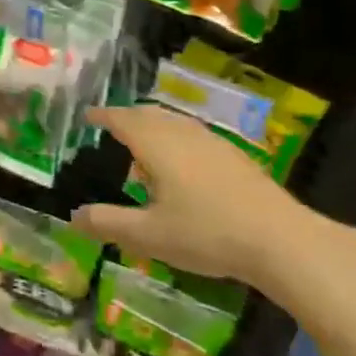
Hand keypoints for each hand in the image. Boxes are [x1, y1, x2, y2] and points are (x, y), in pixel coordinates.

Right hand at [71, 106, 317, 294]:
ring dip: (153, 127)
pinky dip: (176, 139)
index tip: (87, 116)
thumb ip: (108, 223)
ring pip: (175, 123)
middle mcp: (183, 134)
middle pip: (149, 114)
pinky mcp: (235, 158)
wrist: (282, 241)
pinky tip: (182, 166)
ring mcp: (213, 143)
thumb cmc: (206, 233)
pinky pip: (194, 136)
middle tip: (110, 127)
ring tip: (142, 147)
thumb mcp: (148, 235)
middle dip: (127, 117)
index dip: (103, 116)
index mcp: (157, 144)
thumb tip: (74, 216)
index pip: (122, 119)